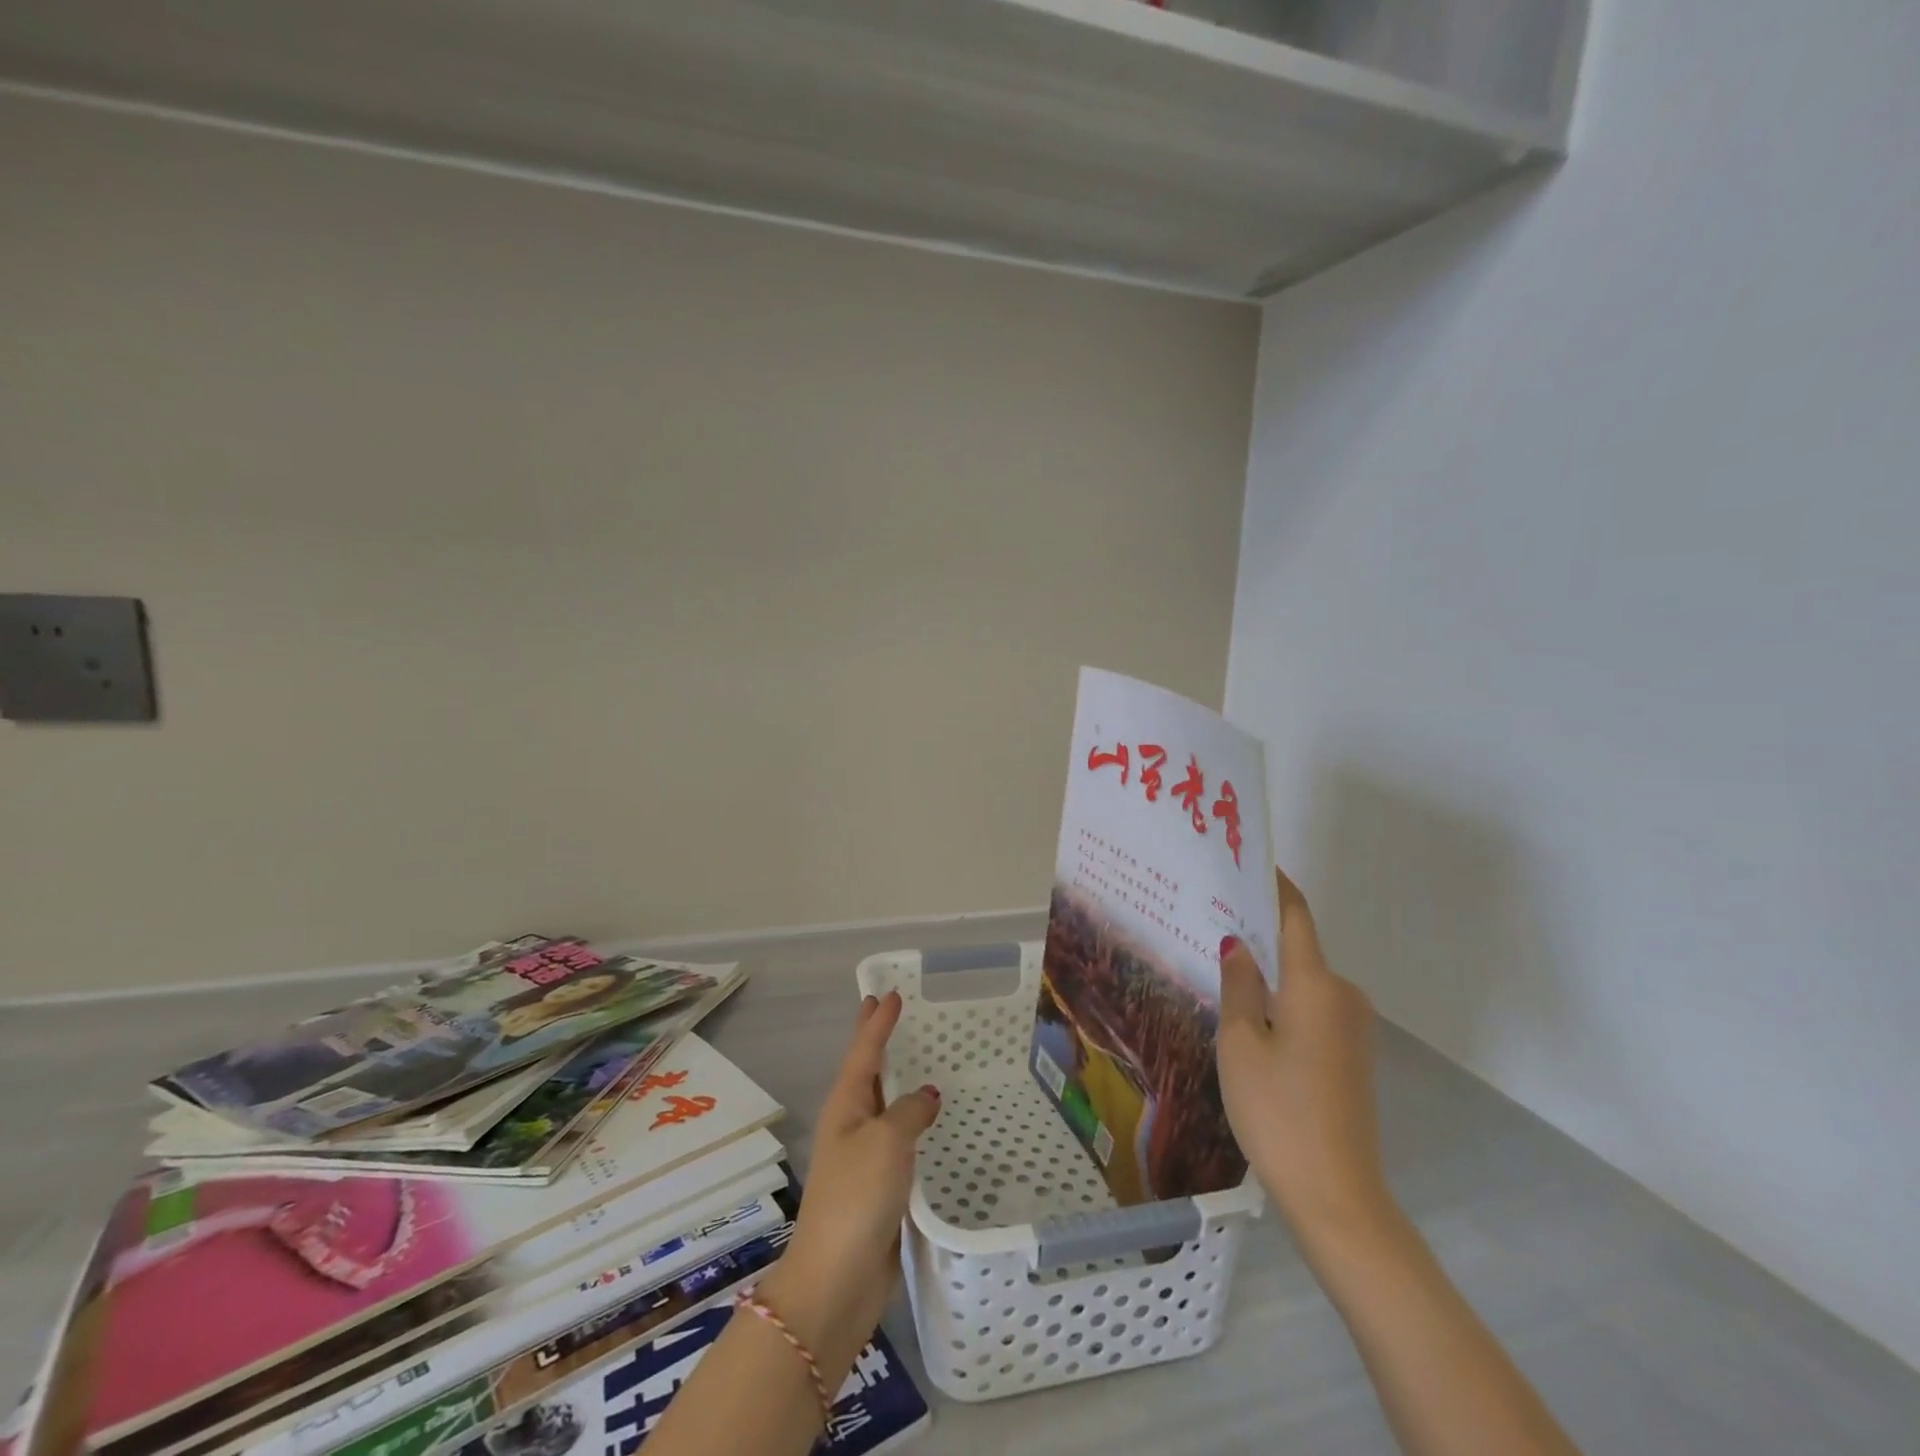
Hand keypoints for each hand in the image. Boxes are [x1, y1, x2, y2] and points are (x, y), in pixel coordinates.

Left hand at [759, 991, 939, 1376]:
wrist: (837, 1280)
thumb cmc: (857, 1197)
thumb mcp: (886, 1142)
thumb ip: (910, 1111)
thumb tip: (928, 1094)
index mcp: (845, 1105)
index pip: (864, 1051)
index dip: (877, 1022)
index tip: (888, 994)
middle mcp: (851, 1124)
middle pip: (868, 1072)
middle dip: (879, 1043)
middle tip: (894, 1013)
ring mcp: (863, 1156)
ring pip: (886, 1106)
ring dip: (900, 1082)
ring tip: (924, 1061)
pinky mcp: (880, 1187)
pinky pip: (901, 1141)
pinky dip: (915, 1123)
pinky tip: (934, 1123)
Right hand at [1218, 868, 1392, 1243]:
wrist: (1337, 1195)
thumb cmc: (1278, 1110)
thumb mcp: (1240, 1043)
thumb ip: (1239, 985)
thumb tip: (1238, 943)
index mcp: (1316, 984)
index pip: (1296, 916)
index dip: (1274, 885)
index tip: (1248, 862)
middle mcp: (1343, 995)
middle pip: (1298, 948)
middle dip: (1259, 932)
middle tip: (1209, 920)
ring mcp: (1353, 1027)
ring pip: (1303, 981)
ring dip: (1268, 971)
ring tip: (1219, 965)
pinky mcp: (1352, 1054)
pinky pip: (1312, 1007)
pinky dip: (1282, 1000)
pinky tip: (1249, 1014)